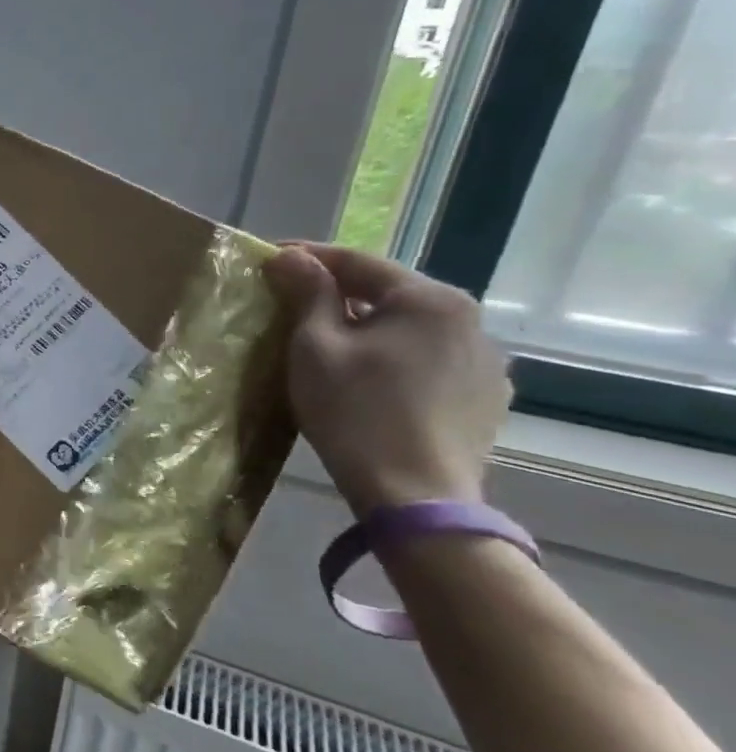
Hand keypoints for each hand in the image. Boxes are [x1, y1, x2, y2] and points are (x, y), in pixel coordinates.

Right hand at [263, 243, 510, 515]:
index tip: (267, 257)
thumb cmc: (355, 411)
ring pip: (408, 328)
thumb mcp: (315, 347)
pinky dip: (392, 356)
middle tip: (289, 300)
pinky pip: (427, 359)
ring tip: (326, 341)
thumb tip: (291, 256)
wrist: (414, 495)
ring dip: (366, 325)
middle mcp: (469, 320)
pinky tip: (367, 377)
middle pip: (387, 293)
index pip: (357, 261)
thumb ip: (307, 294)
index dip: (306, 256)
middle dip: (336, 292)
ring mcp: (484, 361)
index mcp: (430, 299)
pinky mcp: (484, 397)